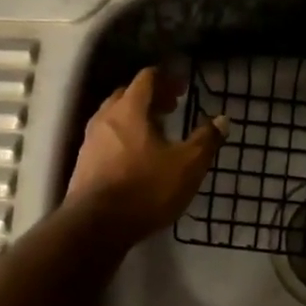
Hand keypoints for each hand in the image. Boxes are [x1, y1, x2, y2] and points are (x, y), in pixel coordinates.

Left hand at [66, 67, 227, 241]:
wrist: (95, 227)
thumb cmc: (145, 188)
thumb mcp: (187, 165)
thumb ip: (206, 140)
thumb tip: (222, 120)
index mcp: (130, 110)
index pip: (146, 78)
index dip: (166, 78)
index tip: (184, 88)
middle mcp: (105, 118)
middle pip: (127, 94)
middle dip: (151, 97)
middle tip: (172, 108)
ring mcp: (90, 141)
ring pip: (114, 117)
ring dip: (136, 118)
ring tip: (157, 132)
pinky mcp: (84, 164)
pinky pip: (106, 138)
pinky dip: (123, 137)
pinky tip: (137, 157)